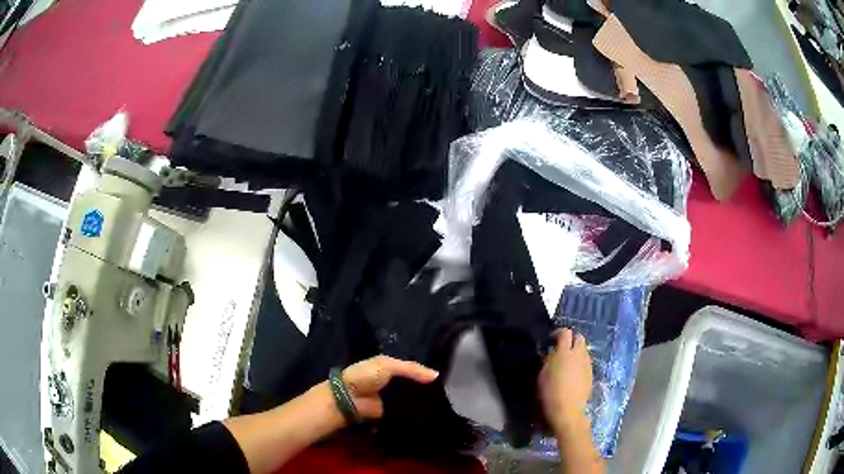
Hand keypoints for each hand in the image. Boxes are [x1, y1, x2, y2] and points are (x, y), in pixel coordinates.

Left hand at [342, 355, 438, 419]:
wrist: (349, 398)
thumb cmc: (365, 376)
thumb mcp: (388, 365)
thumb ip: (412, 369)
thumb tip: (437, 375)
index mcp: (390, 368)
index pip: (413, 370)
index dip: (426, 373)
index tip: (445, 377)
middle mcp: (393, 383)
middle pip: (414, 385)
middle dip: (426, 389)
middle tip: (448, 392)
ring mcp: (392, 399)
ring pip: (412, 399)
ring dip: (423, 401)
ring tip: (443, 403)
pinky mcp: (392, 413)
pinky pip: (407, 411)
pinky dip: (416, 412)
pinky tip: (431, 413)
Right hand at [539, 329, 593, 432]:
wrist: (567, 411)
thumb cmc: (550, 393)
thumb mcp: (542, 375)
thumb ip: (548, 360)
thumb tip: (552, 353)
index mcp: (564, 352)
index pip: (565, 333)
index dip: (558, 333)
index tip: (551, 339)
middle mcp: (579, 354)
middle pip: (579, 338)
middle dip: (571, 340)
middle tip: (561, 349)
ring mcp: (587, 364)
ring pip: (584, 350)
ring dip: (576, 352)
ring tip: (567, 362)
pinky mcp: (591, 374)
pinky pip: (586, 362)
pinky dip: (579, 363)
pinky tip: (573, 374)